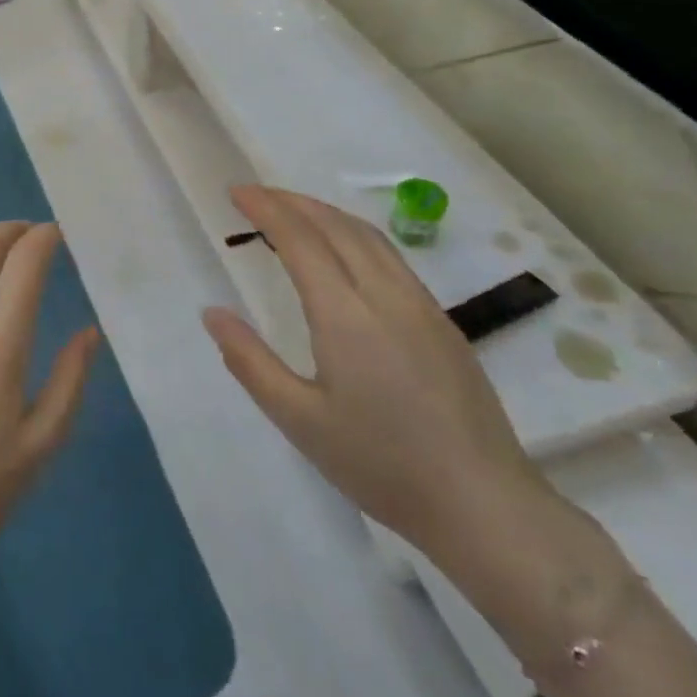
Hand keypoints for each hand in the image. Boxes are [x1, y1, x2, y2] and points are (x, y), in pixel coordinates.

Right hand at [202, 186, 547, 558]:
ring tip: (294, 211)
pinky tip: (346, 251)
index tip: (236, 191)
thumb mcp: (299, 420)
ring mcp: (420, 305)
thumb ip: (250, 361)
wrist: (483, 504)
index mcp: (345, 314)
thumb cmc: (381, 464)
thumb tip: (212, 313)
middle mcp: (385, 295)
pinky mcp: (442, 322)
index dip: (266, 209)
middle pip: (335, 225)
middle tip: (256, 195)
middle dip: (292, 201)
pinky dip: (355, 234)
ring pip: (368, 236)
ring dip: (325, 213)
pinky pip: (391, 256)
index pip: (300, 239)